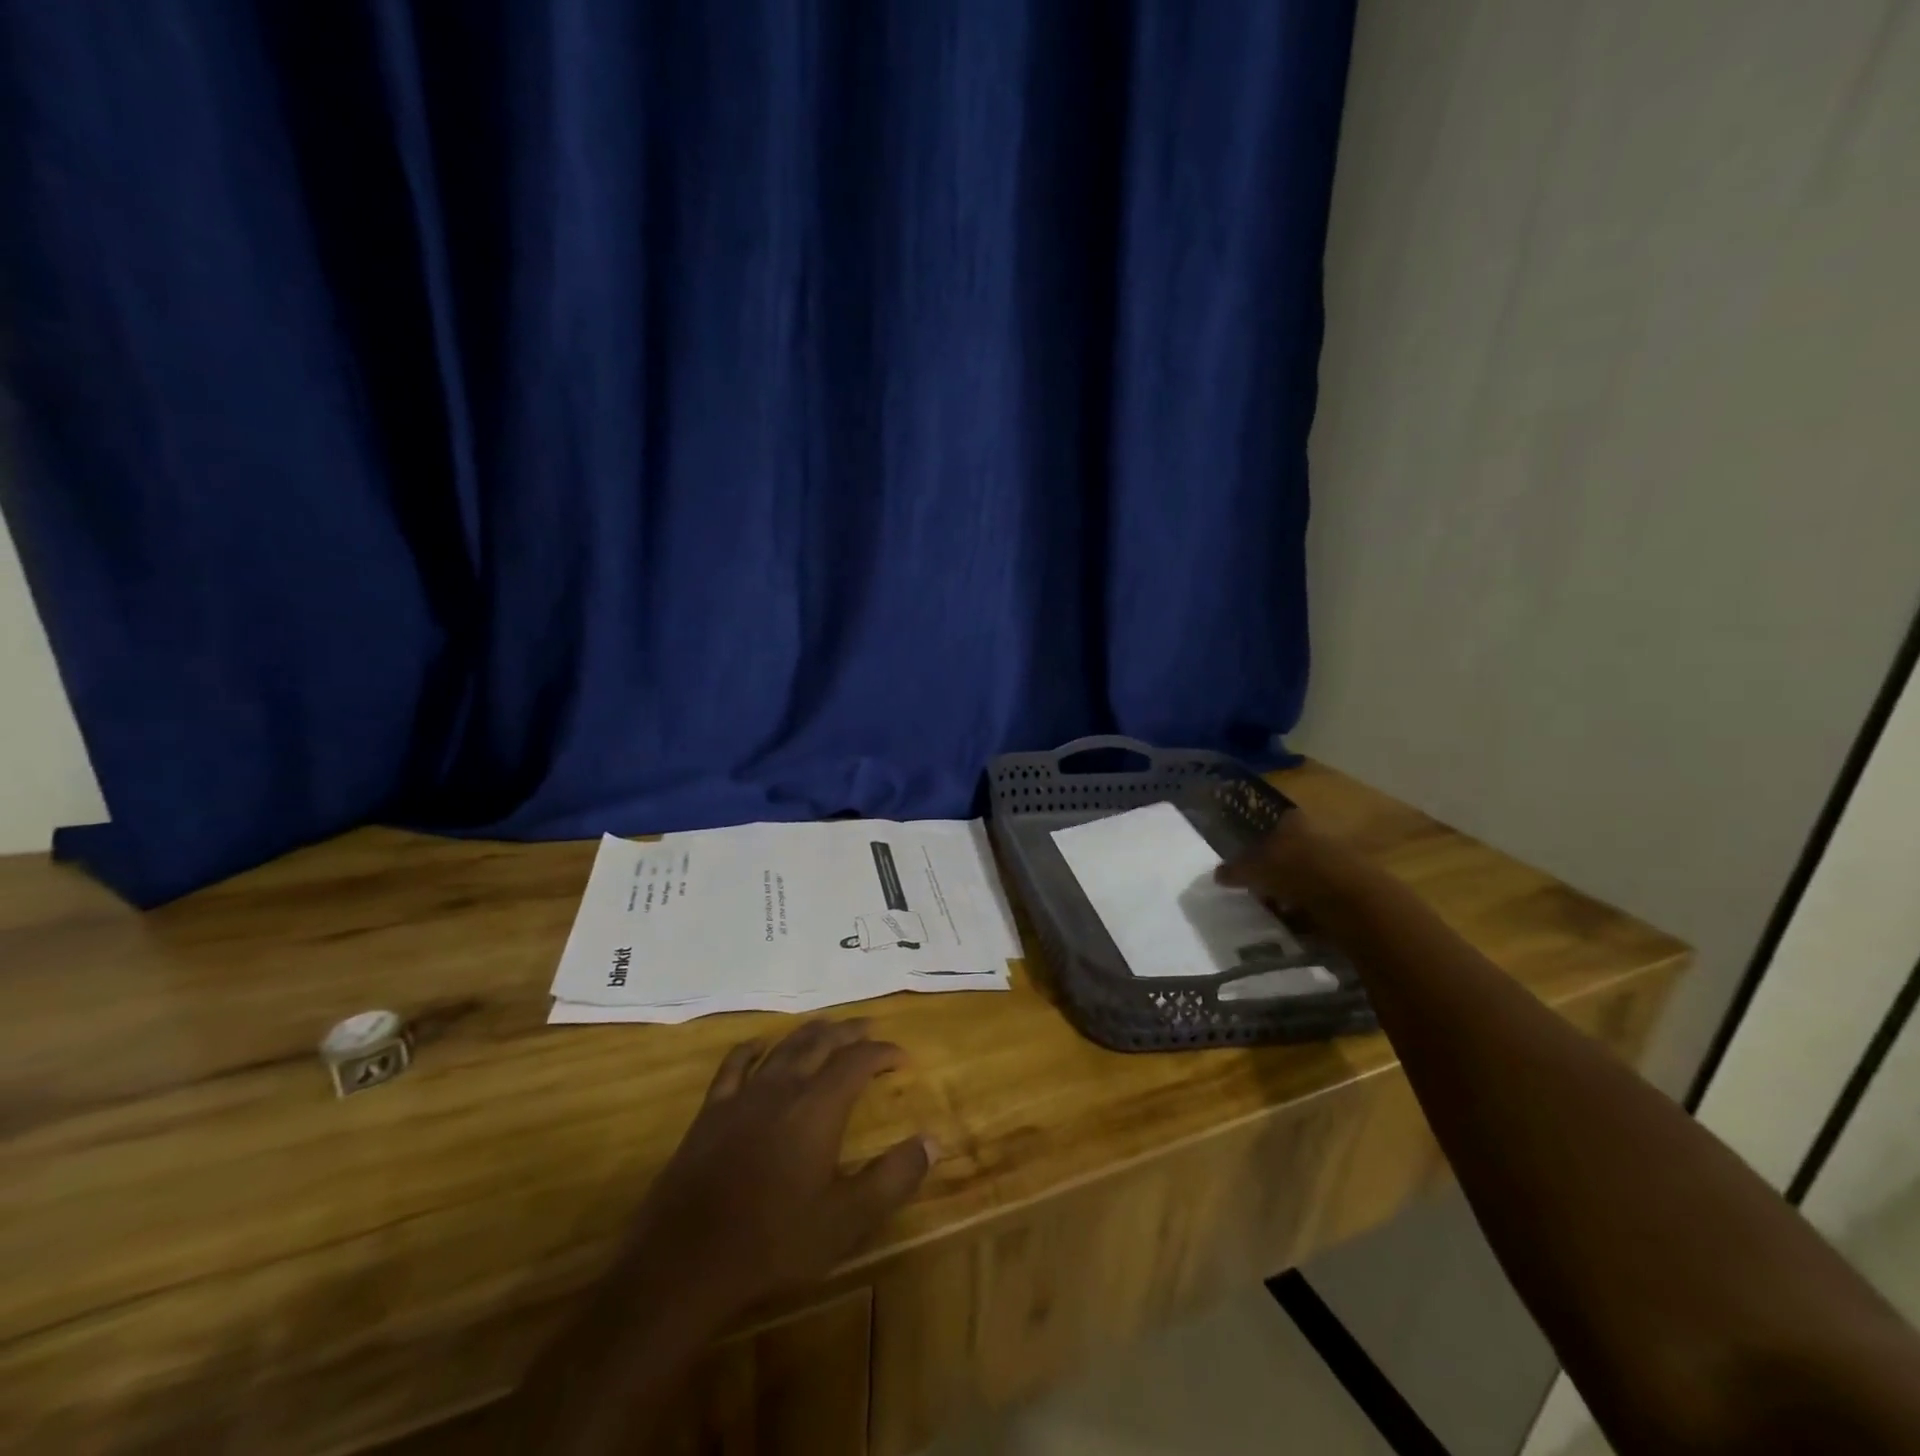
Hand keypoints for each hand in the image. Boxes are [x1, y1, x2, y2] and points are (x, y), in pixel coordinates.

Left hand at [621, 1019, 934, 1321]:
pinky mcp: (712, 1111)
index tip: (902, 1056)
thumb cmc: (774, 1241)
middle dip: (850, 1031)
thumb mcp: (846, 1220)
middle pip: (821, 1042)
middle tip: (869, 1028)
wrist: (687, 1261)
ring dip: (810, 1032)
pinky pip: (734, 1065)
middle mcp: (784, 1087)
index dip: (883, 1052)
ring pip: (783, 1046)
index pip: (858, 1061)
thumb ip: (893, 1178)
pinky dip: (752, 1048)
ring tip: (827, 1027)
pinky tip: (759, 1045)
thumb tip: (931, 1141)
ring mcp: (744, 1095)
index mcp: (818, 1107)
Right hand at [1213, 810, 1363, 913]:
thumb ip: (1234, 870)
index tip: (1241, 859)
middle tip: (1253, 887)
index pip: (1269, 823)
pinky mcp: (1348, 888)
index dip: (1253, 839)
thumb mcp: (1253, 869)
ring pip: (1302, 873)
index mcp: (1292, 820)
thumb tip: (1217, 873)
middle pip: (1286, 850)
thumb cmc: (1295, 871)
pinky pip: (1317, 895)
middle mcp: (1315, 833)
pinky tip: (1293, 921)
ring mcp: (1335, 860)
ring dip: (1288, 889)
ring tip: (1271, 908)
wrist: (1351, 901)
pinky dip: (1305, 907)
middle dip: (1270, 867)